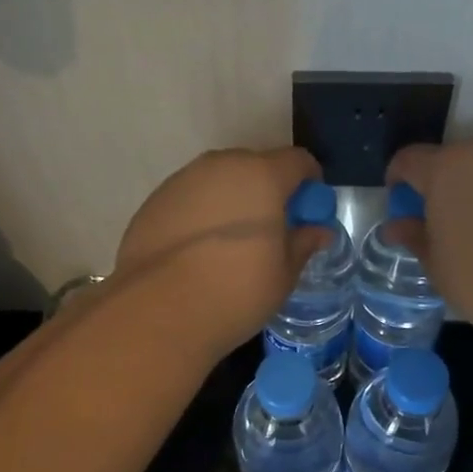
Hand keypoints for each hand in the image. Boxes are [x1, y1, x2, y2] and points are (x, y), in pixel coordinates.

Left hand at [113, 148, 327, 354]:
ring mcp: (182, 180)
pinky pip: (190, 198)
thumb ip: (303, 243)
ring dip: (232, 200)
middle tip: (271, 229)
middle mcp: (221, 166)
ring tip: (231, 243)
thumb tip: (318, 231)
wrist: (159, 311)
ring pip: (219, 180)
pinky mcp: (154, 201)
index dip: (310, 183)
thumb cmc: (236, 290)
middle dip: (269, 190)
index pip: (298, 160)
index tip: (309, 211)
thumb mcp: (284, 274)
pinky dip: (201, 214)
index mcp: (262, 175)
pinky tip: (198, 251)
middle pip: (256, 165)